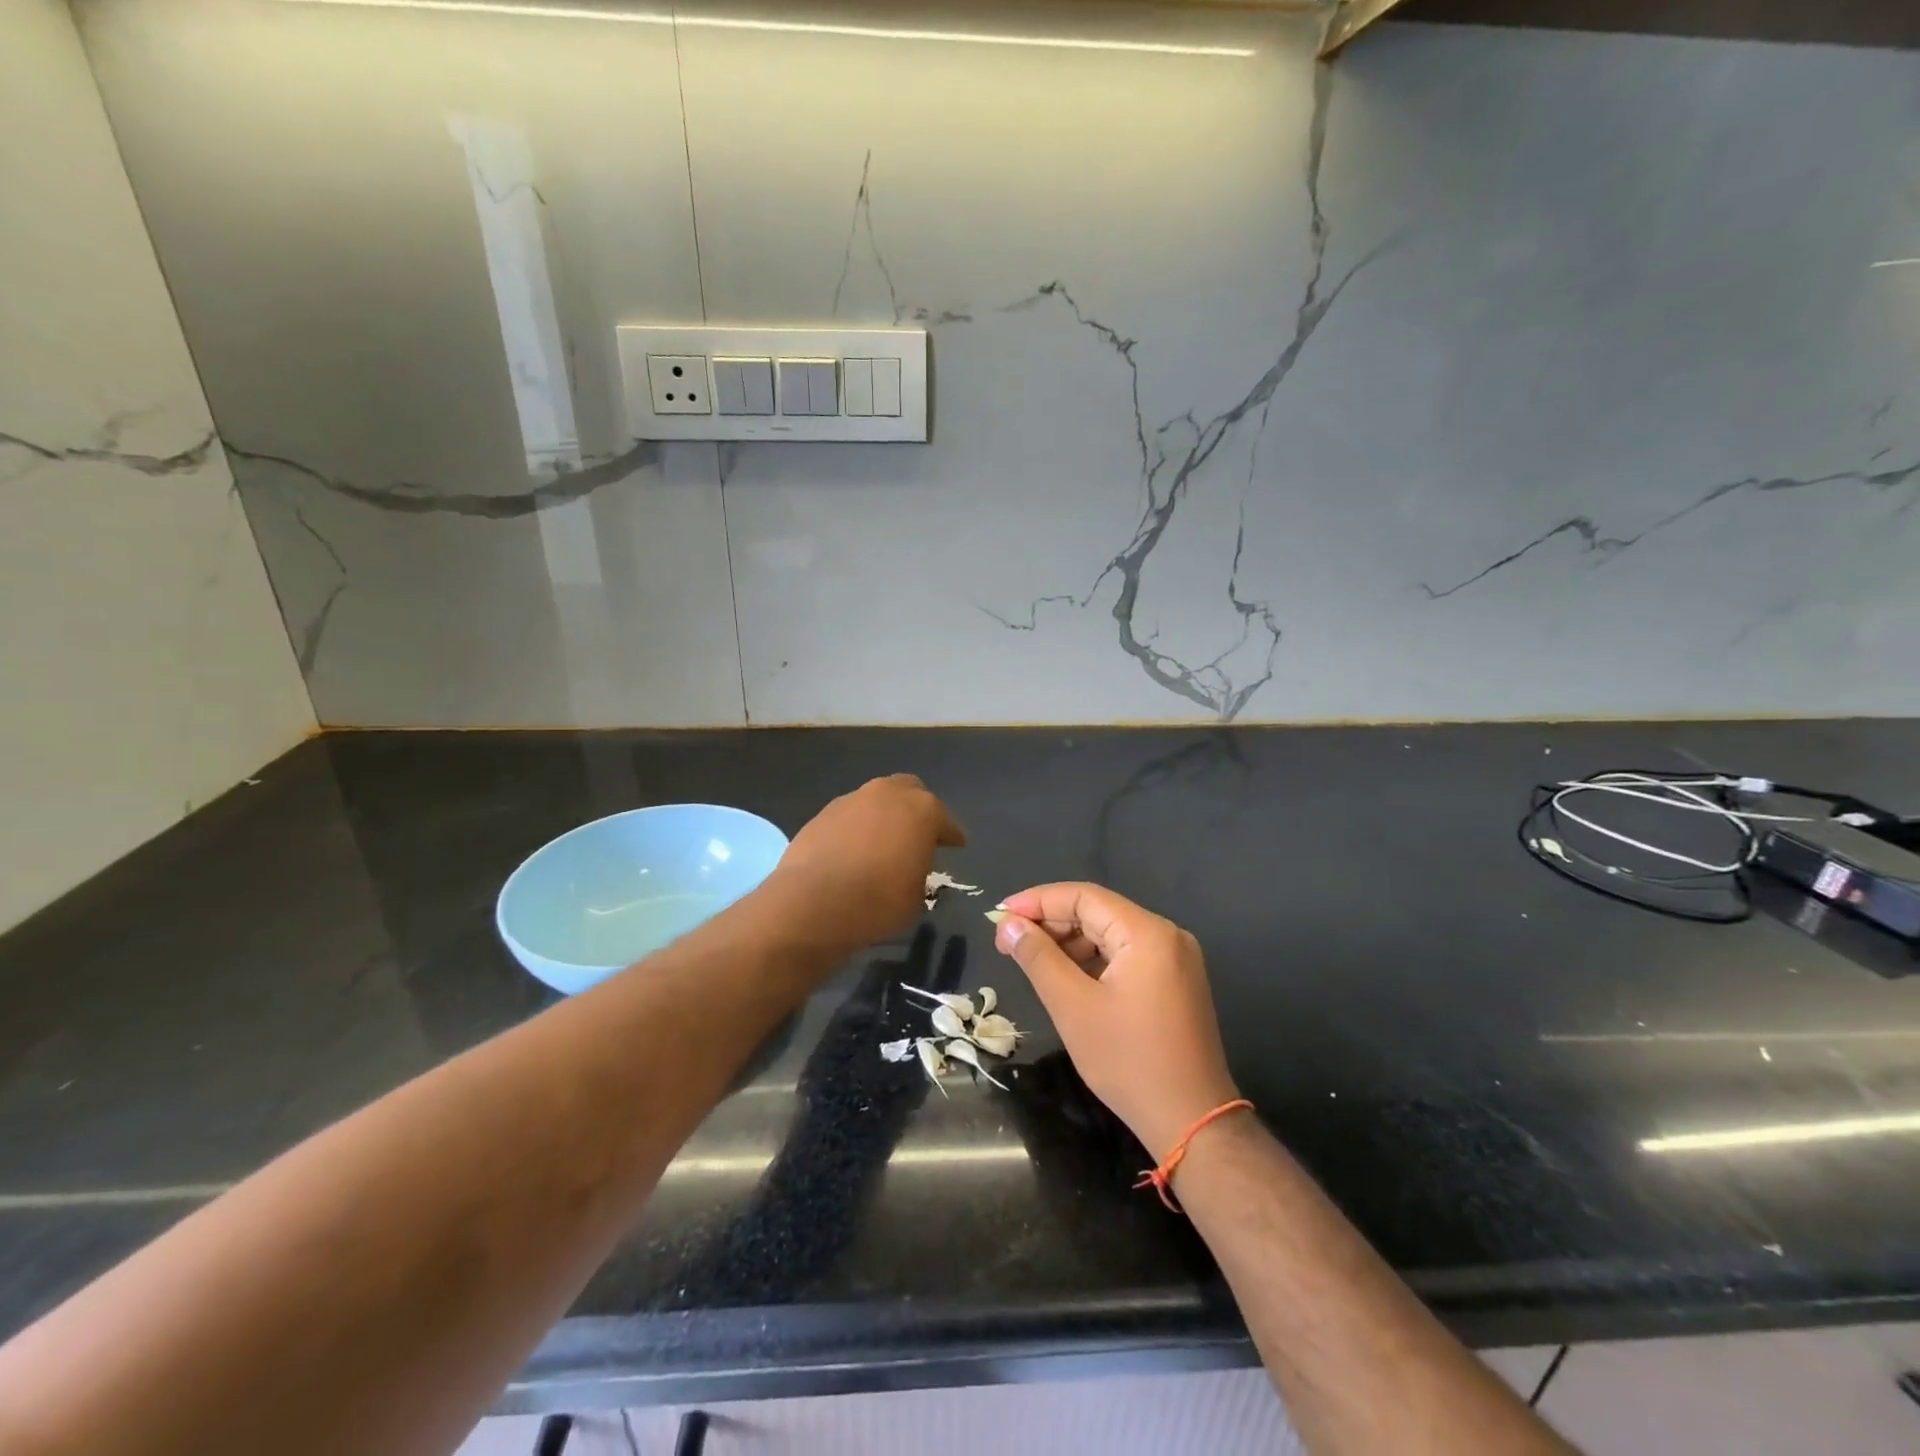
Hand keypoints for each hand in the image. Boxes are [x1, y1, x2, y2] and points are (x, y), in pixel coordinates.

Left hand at [769, 775, 965, 948]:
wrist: (814, 902)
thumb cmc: (878, 901)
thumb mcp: (916, 896)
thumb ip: (920, 871)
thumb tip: (911, 867)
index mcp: (923, 810)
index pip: (946, 821)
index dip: (952, 835)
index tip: (956, 846)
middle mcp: (889, 794)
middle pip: (910, 792)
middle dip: (917, 810)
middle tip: (918, 835)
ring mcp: (853, 799)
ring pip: (877, 800)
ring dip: (884, 816)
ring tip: (882, 843)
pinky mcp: (824, 812)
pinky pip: (851, 815)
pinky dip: (857, 827)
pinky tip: (854, 850)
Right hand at [994, 883, 1238, 1162]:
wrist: (1192, 1122)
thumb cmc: (1129, 1062)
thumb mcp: (1073, 1007)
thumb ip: (1038, 958)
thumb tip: (1008, 923)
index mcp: (1147, 933)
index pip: (1084, 897)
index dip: (1038, 901)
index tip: (1000, 915)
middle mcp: (1167, 935)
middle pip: (1098, 912)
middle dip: (1051, 923)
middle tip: (1008, 942)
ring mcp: (1176, 959)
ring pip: (1110, 934)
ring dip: (1069, 943)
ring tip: (1031, 961)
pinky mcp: (1175, 982)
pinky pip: (1126, 956)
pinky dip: (1092, 961)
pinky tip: (1066, 977)